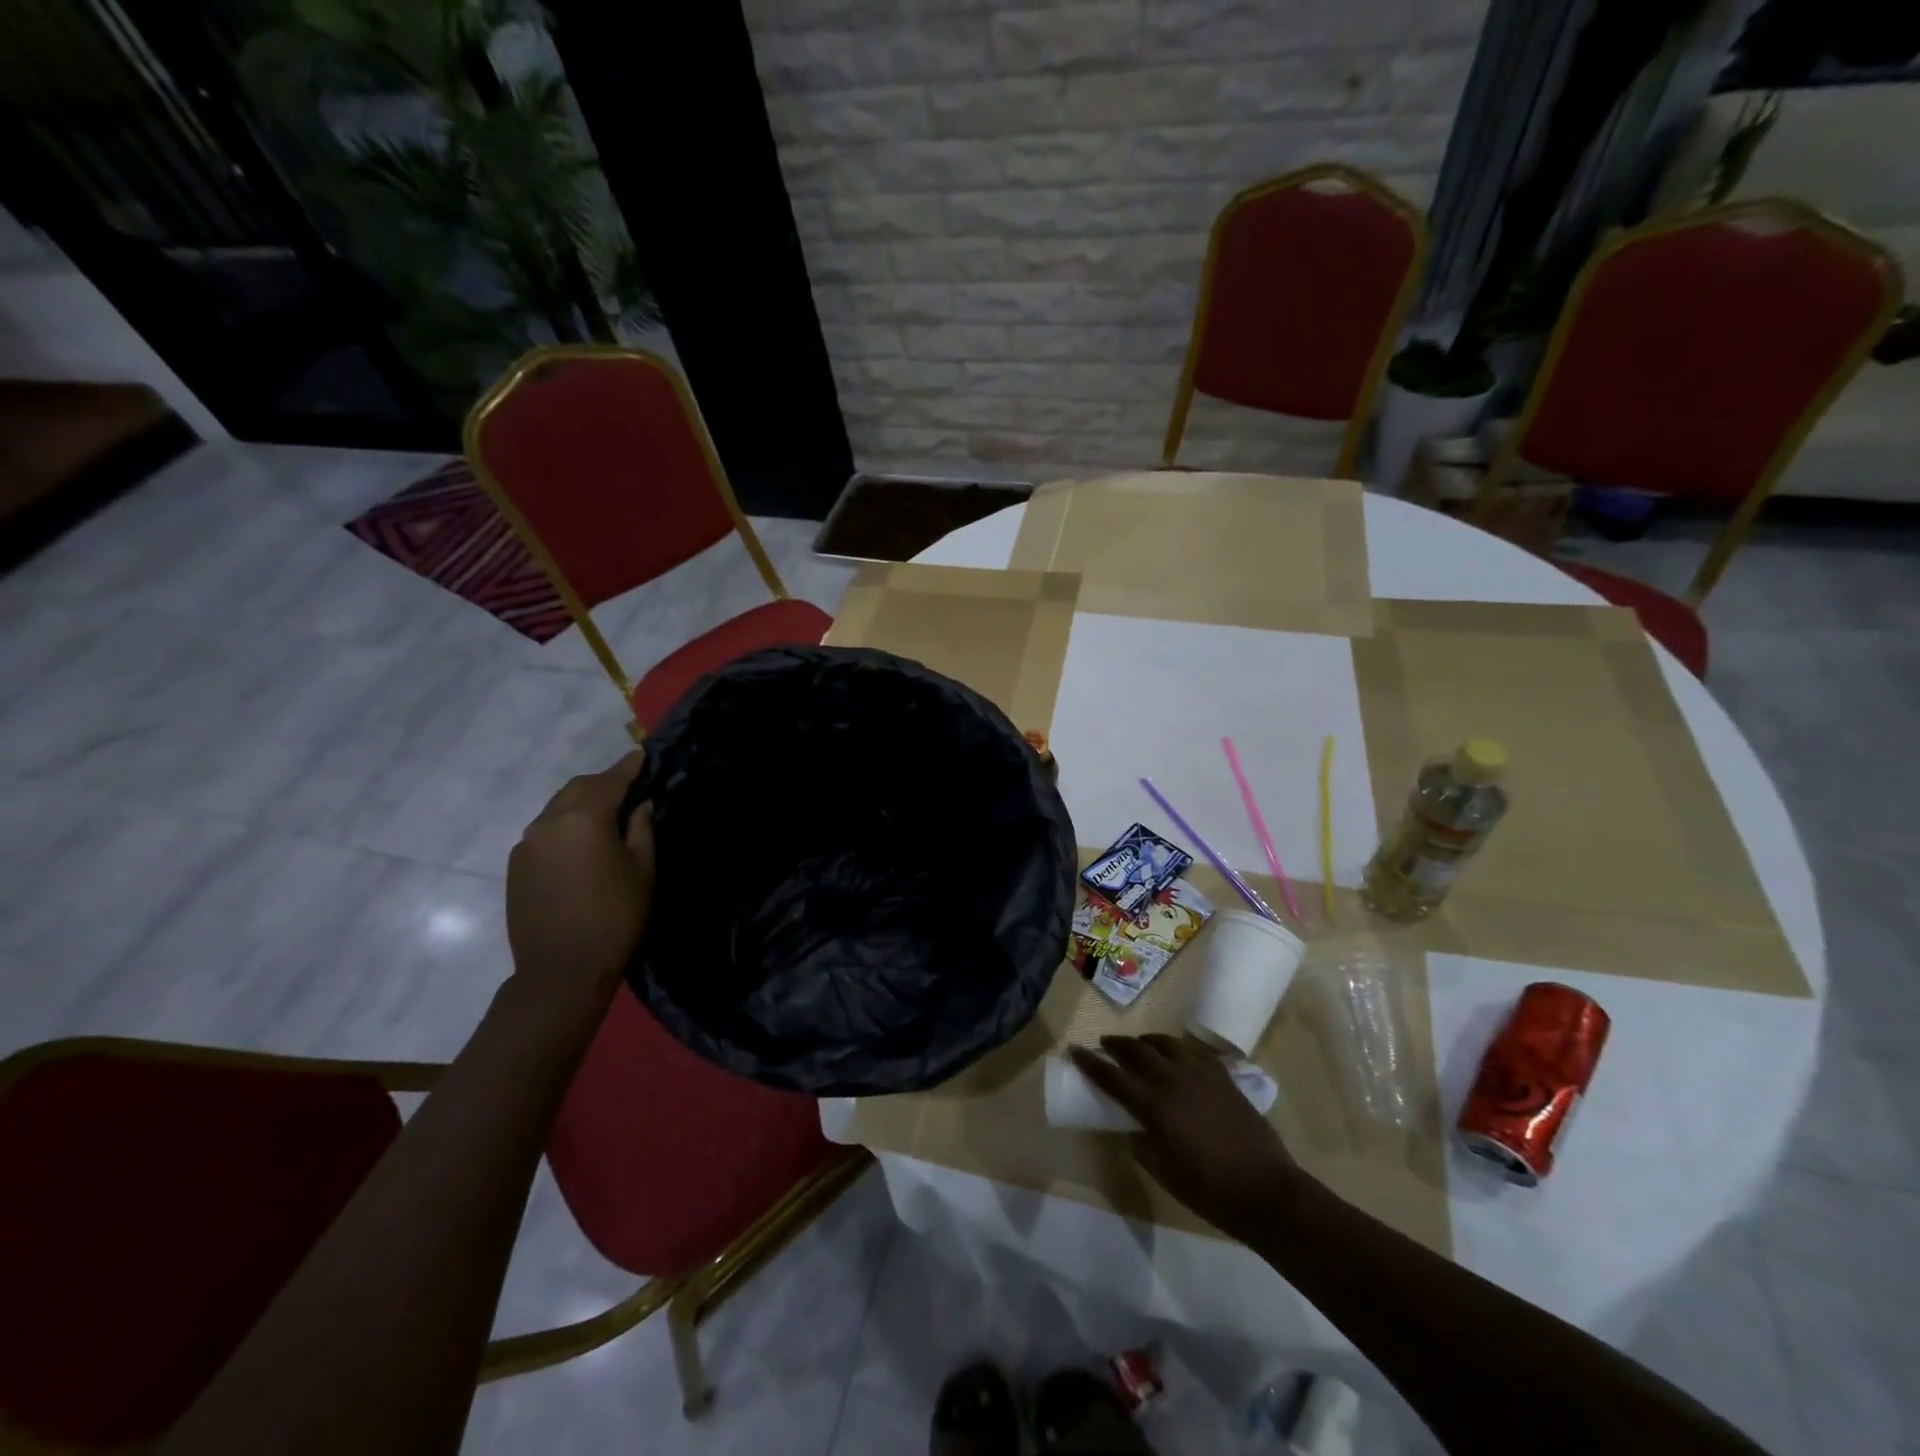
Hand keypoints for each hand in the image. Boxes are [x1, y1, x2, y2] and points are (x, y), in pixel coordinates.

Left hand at [505, 751, 654, 1026]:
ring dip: (582, 804)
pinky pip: (545, 832)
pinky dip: (565, 826)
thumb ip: (641, 828)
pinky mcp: (515, 865)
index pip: (610, 780)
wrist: (560, 971)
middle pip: (578, 788)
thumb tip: (639, 805)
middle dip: (604, 783)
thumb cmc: (615, 917)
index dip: (629, 767)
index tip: (643, 754)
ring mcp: (526, 844)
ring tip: (607, 815)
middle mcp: (548, 822)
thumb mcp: (643, 870)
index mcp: (582, 818)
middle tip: (630, 788)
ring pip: (558, 808)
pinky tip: (582, 844)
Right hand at [1070, 1034, 1304, 1238]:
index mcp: (1154, 1107)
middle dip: (1117, 1045)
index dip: (1091, 1063)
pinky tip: (1176, 1054)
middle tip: (1105, 1044)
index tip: (1075, 1050)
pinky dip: (1178, 1048)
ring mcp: (1200, 1074)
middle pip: (1137, 1051)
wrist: (1266, 1190)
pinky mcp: (1222, 1076)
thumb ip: (1143, 1145)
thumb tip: (1135, 1130)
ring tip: (1139, 1046)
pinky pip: (1193, 1051)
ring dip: (1146, 1041)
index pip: (1113, 1077)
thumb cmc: (1209, 1190)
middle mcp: (1173, 1081)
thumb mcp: (1164, 1174)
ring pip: (1166, 1043)